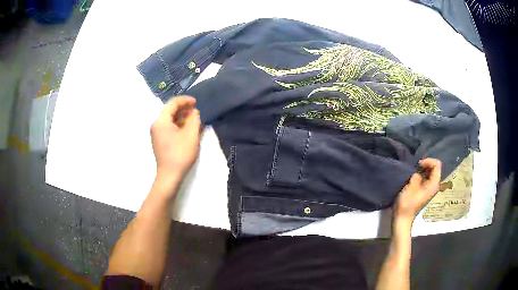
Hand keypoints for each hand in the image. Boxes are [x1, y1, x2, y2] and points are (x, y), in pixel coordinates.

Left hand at [151, 96, 200, 179]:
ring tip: (195, 120)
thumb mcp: (191, 134)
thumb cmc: (180, 153)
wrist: (170, 175)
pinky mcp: (160, 141)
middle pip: (170, 111)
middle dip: (184, 109)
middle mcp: (156, 125)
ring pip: (170, 119)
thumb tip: (194, 112)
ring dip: (182, 117)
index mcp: (161, 121)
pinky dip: (178, 125)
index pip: (173, 103)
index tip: (196, 102)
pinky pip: (169, 127)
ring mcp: (157, 133)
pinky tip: (188, 129)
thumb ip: (194, 119)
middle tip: (197, 112)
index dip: (185, 100)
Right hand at [394, 158, 440, 221]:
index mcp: (434, 184)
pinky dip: (422, 174)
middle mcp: (435, 185)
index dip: (428, 161)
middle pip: (435, 167)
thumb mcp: (411, 186)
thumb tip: (418, 173)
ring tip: (414, 171)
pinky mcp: (425, 190)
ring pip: (431, 172)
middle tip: (415, 167)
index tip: (418, 165)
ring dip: (423, 169)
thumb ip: (417, 175)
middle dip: (426, 164)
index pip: (437, 164)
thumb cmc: (407, 203)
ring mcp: (430, 188)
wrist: (403, 217)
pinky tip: (414, 177)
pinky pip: (427, 177)